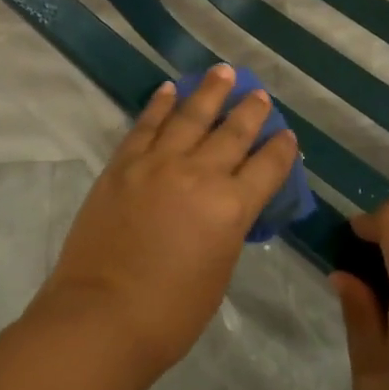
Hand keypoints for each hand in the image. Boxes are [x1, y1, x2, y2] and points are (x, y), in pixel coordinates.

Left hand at [35, 66, 298, 385]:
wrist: (101, 317)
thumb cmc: (170, 314)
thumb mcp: (219, 272)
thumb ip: (228, 229)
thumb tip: (228, 207)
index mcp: (231, 207)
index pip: (267, 167)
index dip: (281, 149)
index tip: (287, 135)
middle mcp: (200, 174)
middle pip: (233, 132)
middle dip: (251, 111)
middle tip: (259, 94)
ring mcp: (158, 164)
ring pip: (191, 115)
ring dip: (210, 91)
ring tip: (223, 72)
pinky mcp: (124, 164)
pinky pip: (146, 125)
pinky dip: (159, 104)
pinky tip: (169, 90)